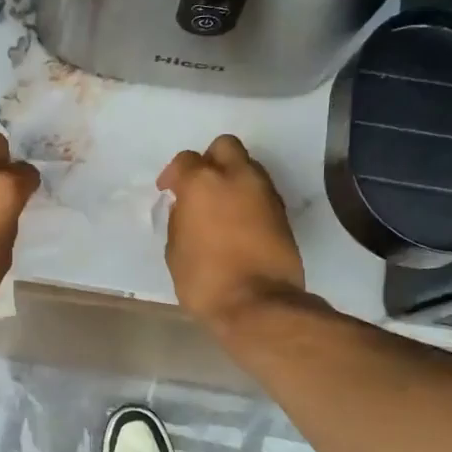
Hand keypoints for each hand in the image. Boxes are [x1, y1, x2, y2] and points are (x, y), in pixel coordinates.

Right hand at [158, 135, 307, 329]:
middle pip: (224, 146)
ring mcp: (265, 193)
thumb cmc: (205, 280)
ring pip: (248, 166)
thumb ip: (180, 220)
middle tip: (200, 186)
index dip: (173, 174)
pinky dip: (248, 198)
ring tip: (221, 205)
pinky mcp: (283, 212)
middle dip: (210, 160)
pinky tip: (238, 221)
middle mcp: (237, 177)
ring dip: (233, 178)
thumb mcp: (175, 251)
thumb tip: (187, 208)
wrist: (259, 305)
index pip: (185, 160)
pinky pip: (261, 191)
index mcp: (203, 183)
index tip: (168, 191)